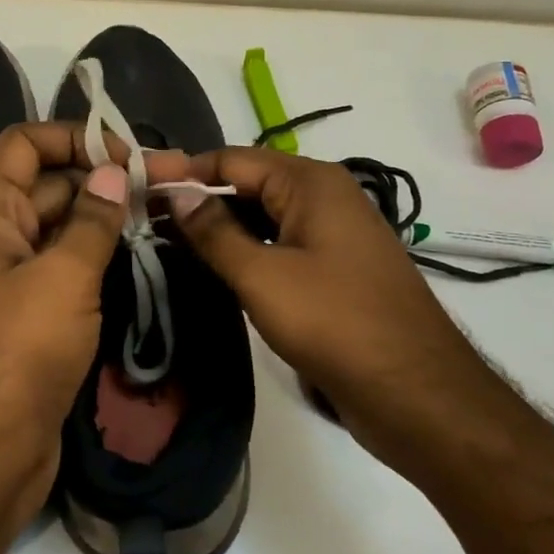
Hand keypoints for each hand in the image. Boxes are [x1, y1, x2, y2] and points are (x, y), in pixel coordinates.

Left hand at [0, 123, 127, 529]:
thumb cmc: (17, 355)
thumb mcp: (62, 279)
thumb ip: (91, 220)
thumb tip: (114, 174)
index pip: (26, 143)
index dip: (76, 138)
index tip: (130, 155)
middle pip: (49, 183)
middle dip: (105, 178)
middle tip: (171, 184)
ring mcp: (8, 273)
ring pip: (60, 225)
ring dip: (106, 216)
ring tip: (166, 212)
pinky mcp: (27, 310)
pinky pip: (62, 264)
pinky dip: (96, 253)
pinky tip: (140, 250)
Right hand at [149, 146, 493, 450]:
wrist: (417, 394)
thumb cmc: (335, 323)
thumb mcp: (261, 275)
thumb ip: (213, 230)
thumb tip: (174, 190)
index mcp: (311, 183)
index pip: (231, 159)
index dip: (182, 170)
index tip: (136, 187)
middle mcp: (324, 197)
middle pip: (247, 183)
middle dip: (197, 199)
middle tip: (143, 219)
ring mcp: (332, 235)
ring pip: (262, 217)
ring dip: (218, 227)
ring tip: (165, 243)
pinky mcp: (334, 270)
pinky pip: (279, 244)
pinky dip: (245, 250)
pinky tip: (211, 268)